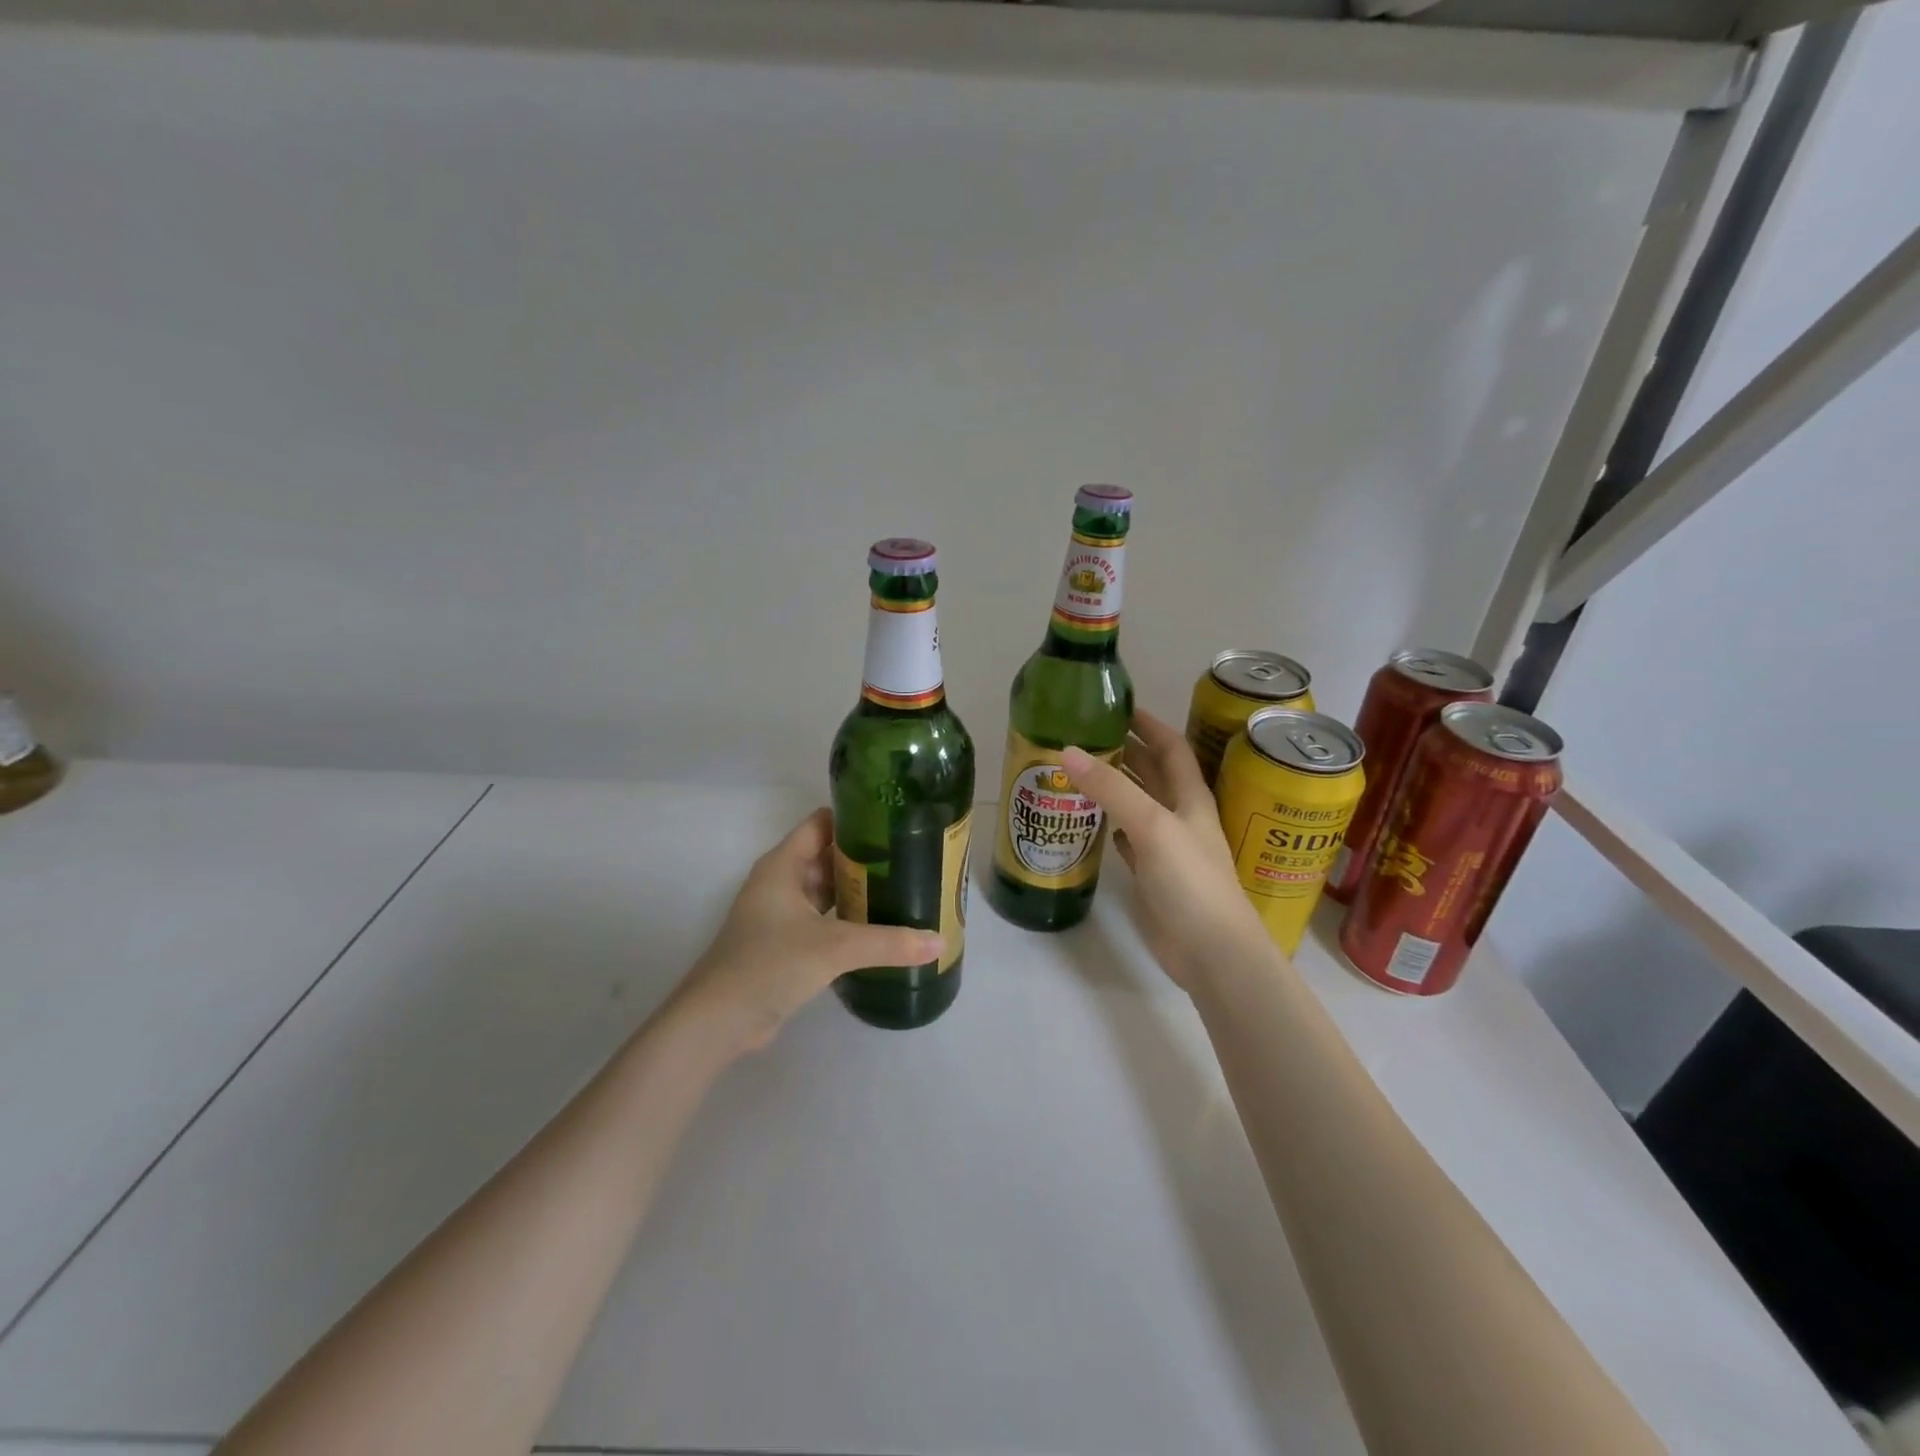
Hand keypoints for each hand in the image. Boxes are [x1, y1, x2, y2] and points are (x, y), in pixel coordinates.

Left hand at [670, 808, 943, 1054]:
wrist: (718, 1021)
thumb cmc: (770, 964)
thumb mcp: (834, 948)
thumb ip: (888, 942)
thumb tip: (939, 941)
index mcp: (783, 865)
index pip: (822, 823)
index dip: (856, 818)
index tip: (896, 822)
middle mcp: (780, 882)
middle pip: (828, 856)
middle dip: (866, 857)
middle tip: (912, 858)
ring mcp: (780, 914)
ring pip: (826, 890)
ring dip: (858, 890)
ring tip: (904, 889)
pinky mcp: (784, 944)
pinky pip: (823, 920)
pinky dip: (847, 920)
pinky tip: (879, 927)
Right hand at [1063, 711, 1271, 990]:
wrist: (1211, 951)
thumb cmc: (1190, 881)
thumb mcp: (1152, 825)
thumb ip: (1112, 789)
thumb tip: (1067, 751)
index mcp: (1189, 797)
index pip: (1170, 746)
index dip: (1148, 723)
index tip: (1115, 706)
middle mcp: (1179, 816)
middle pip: (1152, 772)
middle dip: (1123, 751)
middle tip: (1081, 736)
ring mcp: (1165, 847)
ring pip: (1137, 805)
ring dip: (1113, 787)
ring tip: (1074, 771)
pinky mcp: (1151, 874)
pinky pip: (1128, 839)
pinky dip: (1110, 825)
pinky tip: (1089, 820)